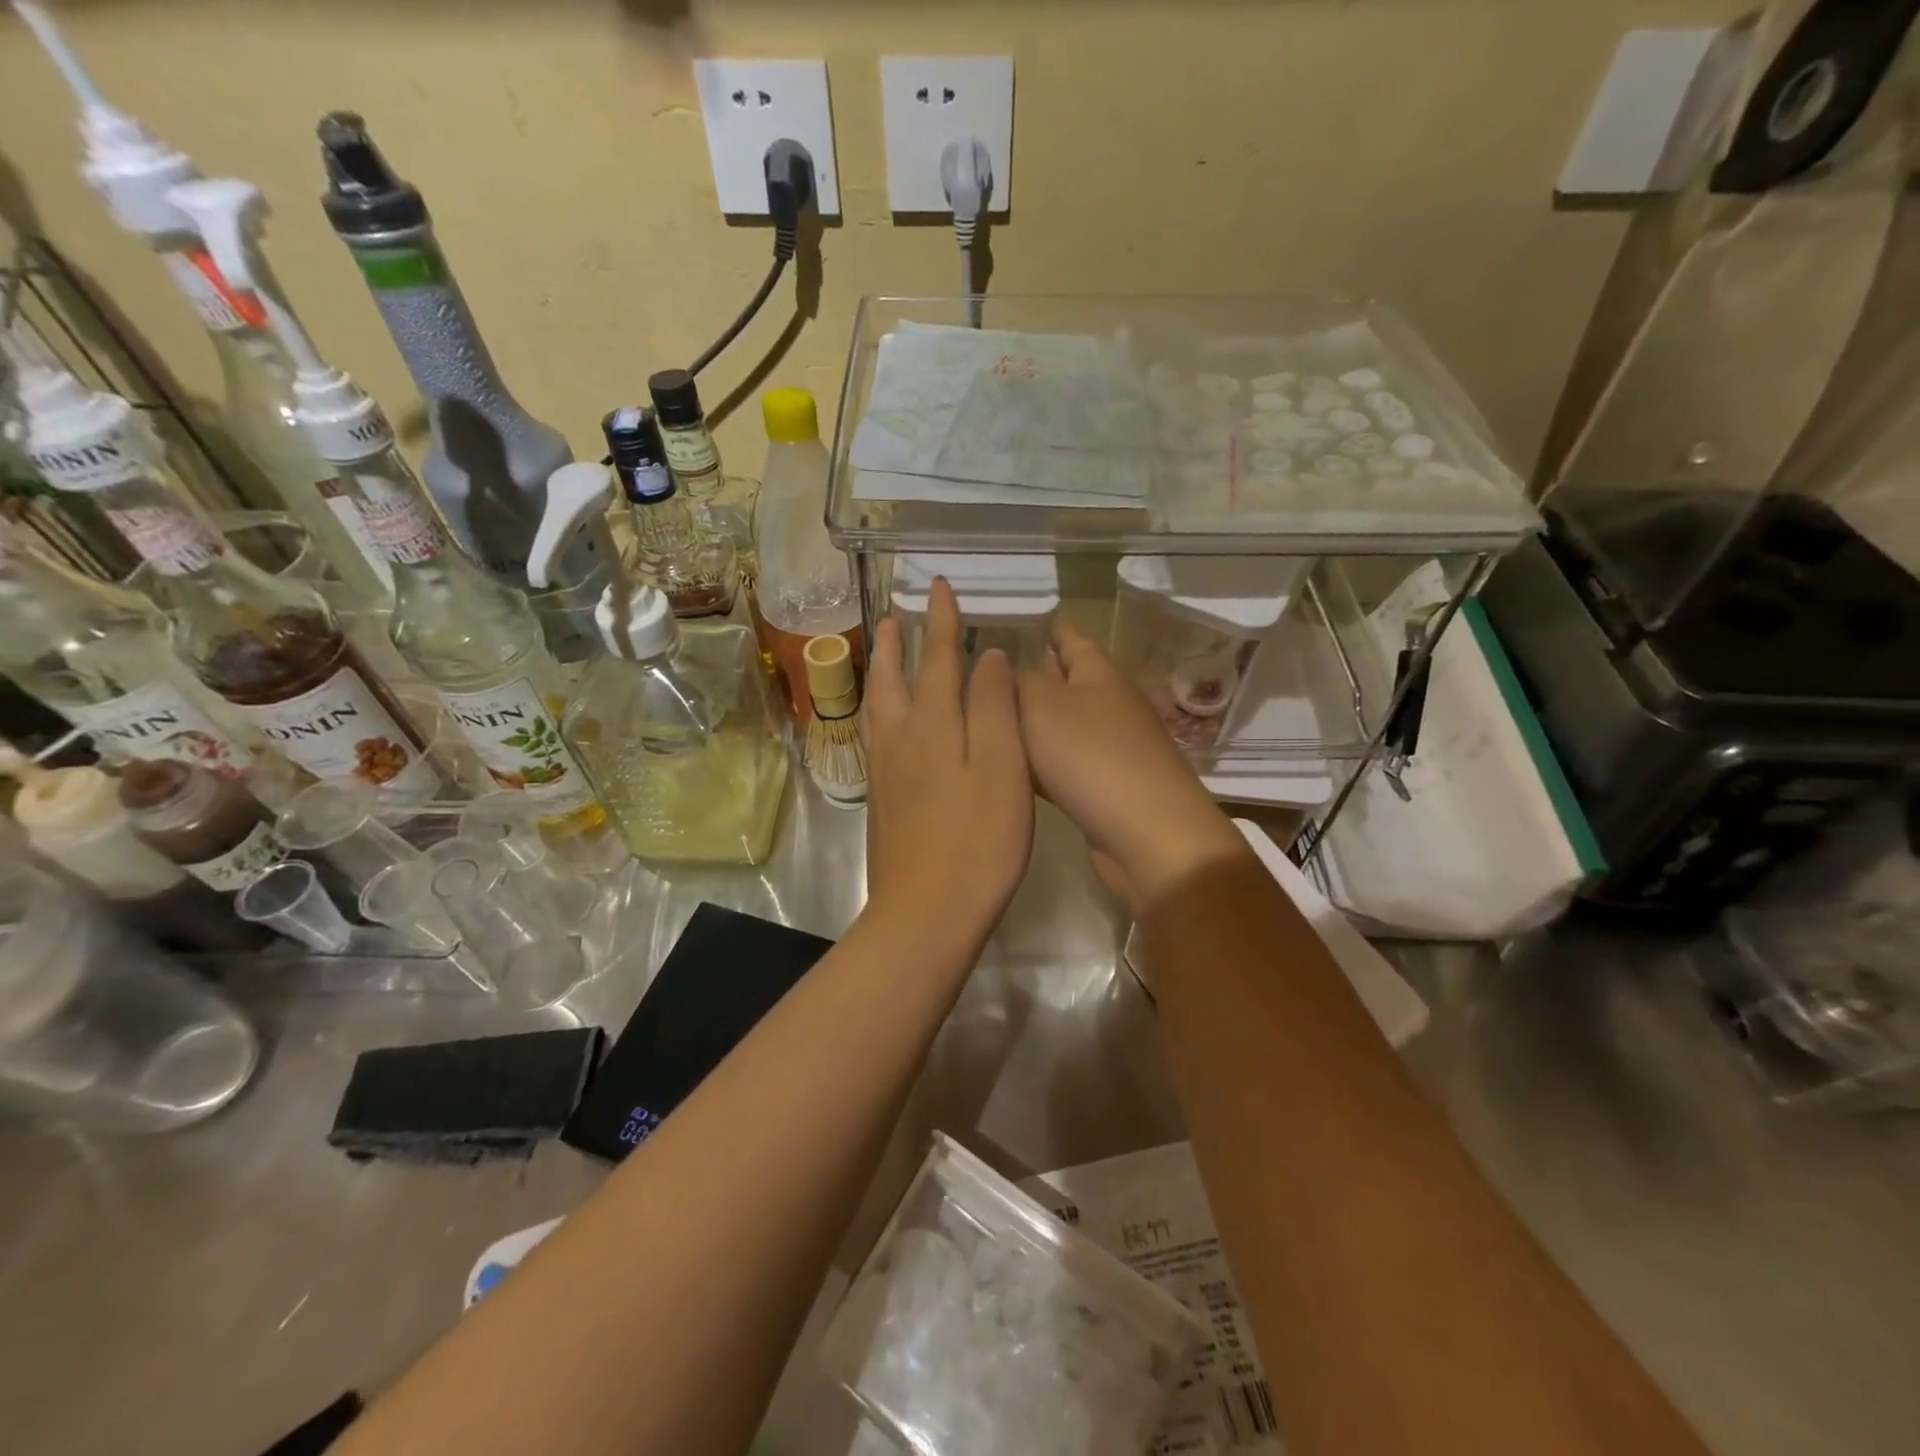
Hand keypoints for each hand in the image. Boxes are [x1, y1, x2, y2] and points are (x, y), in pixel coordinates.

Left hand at [862, 578, 1033, 945]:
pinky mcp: (882, 798)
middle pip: (893, 676)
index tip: (938, 586)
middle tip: (895, 612)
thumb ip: (994, 706)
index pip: (938, 658)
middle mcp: (900, 738)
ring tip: (884, 651)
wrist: (926, 911)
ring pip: (878, 704)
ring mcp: (885, 770)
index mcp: (933, 724)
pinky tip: (884, 719)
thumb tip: (987, 656)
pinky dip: (879, 707)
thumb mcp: (1002, 767)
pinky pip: (875, 733)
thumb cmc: (978, 840)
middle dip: (898, 641)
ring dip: (882, 670)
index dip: (941, 621)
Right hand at [1017, 618, 1243, 911]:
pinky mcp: (1106, 787)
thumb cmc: (1090, 756)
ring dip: (1033, 723)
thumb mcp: (1041, 705)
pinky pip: (1065, 763)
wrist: (1147, 833)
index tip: (1020, 620)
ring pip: (1061, 725)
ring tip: (990, 721)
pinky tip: (1015, 770)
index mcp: (1097, 673)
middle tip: (985, 676)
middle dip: (1032, 675)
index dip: (1048, 627)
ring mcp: (1111, 747)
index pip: (1069, 637)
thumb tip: (1006, 671)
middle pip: (1066, 681)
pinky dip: (1041, 761)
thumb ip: (1016, 682)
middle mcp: (1108, 703)